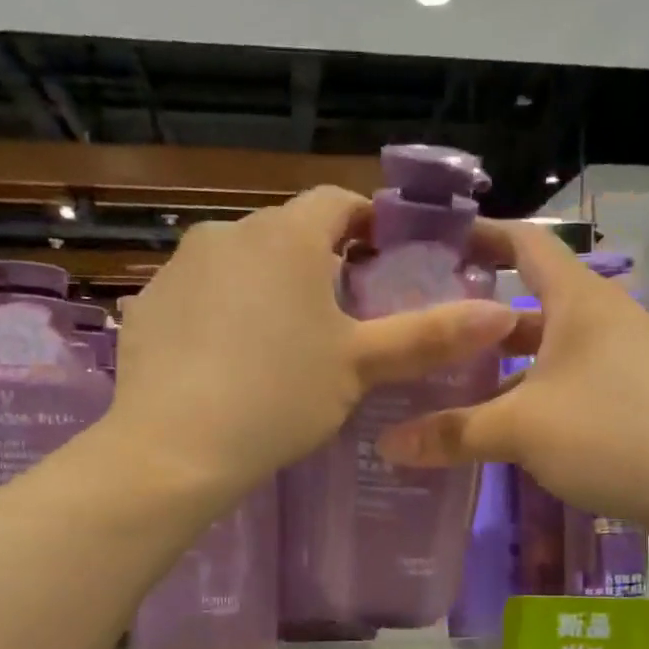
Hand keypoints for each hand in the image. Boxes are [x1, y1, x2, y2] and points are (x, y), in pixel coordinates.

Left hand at [109, 187, 517, 498]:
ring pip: (240, 263)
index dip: (369, 225)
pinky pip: (199, 295)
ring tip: (280, 344)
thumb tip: (500, 314)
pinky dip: (220, 313)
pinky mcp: (148, 304)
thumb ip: (429, 336)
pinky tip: (225, 362)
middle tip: (339, 316)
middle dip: (318, 263)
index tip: (385, 261)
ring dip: (266, 287)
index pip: (338, 202)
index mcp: (288, 236)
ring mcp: (180, 266)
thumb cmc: (280, 396)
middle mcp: (228, 232)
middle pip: (288, 233)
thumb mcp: (360, 367)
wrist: (175, 447)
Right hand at [377, 222, 648, 540]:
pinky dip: (531, 388)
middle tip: (426, 325)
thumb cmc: (611, 435)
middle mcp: (601, 317)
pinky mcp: (630, 394)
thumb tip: (387, 444)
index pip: (524, 243)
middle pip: (530, 298)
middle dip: (479, 312)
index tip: (433, 245)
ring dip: (504, 359)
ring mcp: (620, 356)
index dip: (480, 236)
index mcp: (579, 299)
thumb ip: (452, 433)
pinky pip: (567, 377)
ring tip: (451, 378)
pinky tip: (503, 420)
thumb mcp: (521, 431)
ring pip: (548, 345)